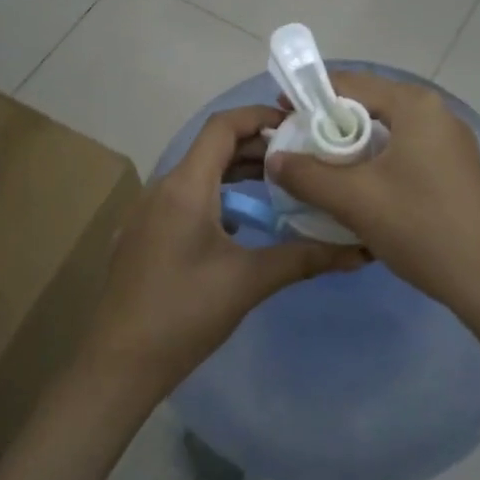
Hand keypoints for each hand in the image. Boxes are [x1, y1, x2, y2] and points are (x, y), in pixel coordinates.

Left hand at [81, 105, 367, 405]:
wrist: (119, 363)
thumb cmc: (184, 312)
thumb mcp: (249, 280)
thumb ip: (305, 258)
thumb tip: (360, 251)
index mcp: (185, 187)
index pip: (222, 127)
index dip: (259, 116)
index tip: (298, 125)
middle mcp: (162, 188)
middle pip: (212, 149)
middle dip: (256, 148)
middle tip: (300, 160)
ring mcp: (147, 212)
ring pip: (198, 175)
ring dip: (236, 174)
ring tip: (279, 187)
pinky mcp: (143, 234)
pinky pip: (184, 198)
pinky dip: (217, 196)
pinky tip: (242, 223)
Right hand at [266, 70, 479, 312]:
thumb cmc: (422, 227)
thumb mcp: (355, 200)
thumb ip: (307, 175)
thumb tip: (274, 159)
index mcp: (415, 106)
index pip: (351, 83)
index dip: (310, 95)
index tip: (280, 113)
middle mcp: (437, 113)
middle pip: (370, 105)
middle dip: (330, 124)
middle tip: (296, 147)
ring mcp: (451, 143)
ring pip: (388, 133)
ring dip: (352, 147)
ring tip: (321, 171)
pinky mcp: (456, 170)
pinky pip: (406, 153)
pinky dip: (377, 163)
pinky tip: (361, 191)